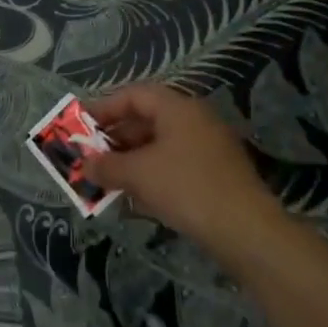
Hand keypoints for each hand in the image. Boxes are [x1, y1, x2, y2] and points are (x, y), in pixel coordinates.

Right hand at [86, 85, 280, 244]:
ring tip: (107, 179)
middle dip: (115, 139)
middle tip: (91, 156)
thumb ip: (106, 166)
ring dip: (131, 160)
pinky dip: (152, 175)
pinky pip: (174, 165)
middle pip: (146, 120)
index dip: (104, 108)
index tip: (81, 126)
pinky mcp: (216, 175)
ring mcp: (209, 148)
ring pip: (160, 145)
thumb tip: (85, 165)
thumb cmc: (186, 188)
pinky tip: (136, 197)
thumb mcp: (137, 174)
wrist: (247, 232)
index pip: (133, 95)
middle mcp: (196, 120)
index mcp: (178, 108)